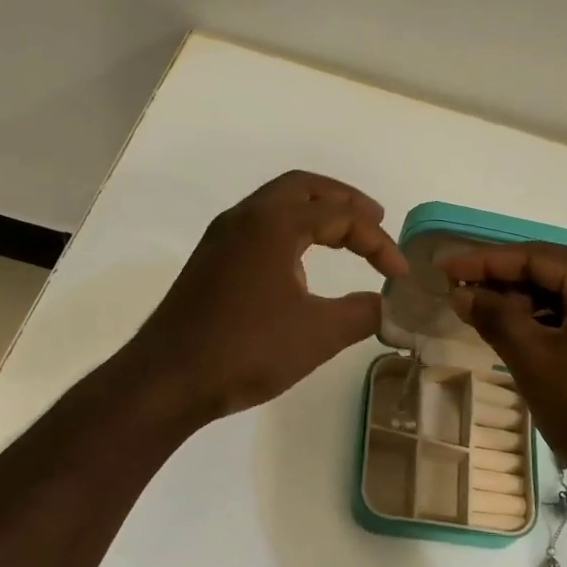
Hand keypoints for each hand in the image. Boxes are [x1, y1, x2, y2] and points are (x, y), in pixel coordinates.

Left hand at [129, 171, 407, 421]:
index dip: (377, 240)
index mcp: (273, 224)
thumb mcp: (318, 334)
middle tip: (375, 218)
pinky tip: (302, 262)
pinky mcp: (211, 260)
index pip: (339, 215)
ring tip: (345, 236)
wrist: (168, 379)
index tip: (399, 274)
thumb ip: (361, 313)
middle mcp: (245, 218)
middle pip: (304, 187)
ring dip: (315, 212)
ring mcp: (222, 237)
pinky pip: (259, 225)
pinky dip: (291, 229)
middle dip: (344, 200)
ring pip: (277, 203)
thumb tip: (383, 304)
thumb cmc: (246, 350)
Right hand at [443, 243, 566, 502]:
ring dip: (526, 305)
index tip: (444, 268)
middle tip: (458, 295)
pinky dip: (552, 323)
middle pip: (555, 272)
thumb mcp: (535, 362)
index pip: (536, 256)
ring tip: (482, 317)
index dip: (485, 262)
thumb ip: (495, 317)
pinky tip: (521, 336)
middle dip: (505, 284)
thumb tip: (461, 293)